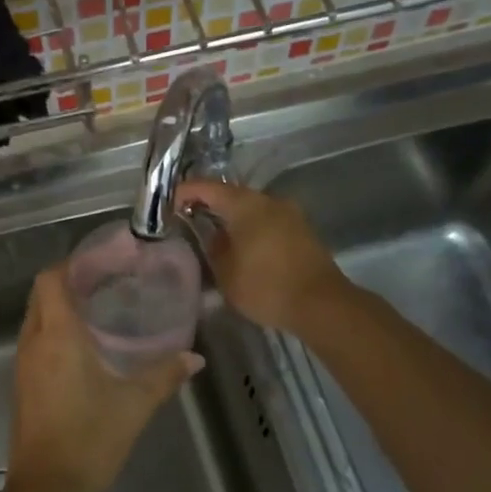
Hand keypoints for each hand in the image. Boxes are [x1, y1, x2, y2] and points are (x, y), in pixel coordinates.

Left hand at [7, 266, 199, 491]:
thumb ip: (164, 376)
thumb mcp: (134, 405)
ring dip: (60, 307)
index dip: (71, 264)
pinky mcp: (22, 385)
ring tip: (99, 308)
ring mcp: (23, 365)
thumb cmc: (89, 439)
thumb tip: (195, 359)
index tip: (101, 262)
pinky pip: (35, 342)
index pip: (51, 280)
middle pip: (41, 295)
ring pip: (36, 318)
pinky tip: (85, 347)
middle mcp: (33, 343)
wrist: (46, 490)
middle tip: (106, 282)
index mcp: (57, 336)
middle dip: (68, 282)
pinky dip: (54, 331)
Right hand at [173, 179, 346, 333]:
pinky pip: (267, 221)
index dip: (185, 192)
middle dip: (209, 204)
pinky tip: (242, 246)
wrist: (321, 304)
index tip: (169, 205)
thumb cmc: (266, 286)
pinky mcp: (301, 230)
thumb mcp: (226, 273)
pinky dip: (251, 228)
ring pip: (251, 208)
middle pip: (231, 194)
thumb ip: (214, 248)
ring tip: (214, 236)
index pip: (207, 187)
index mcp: (245, 205)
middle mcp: (268, 200)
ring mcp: (289, 213)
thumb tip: (213, 236)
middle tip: (189, 220)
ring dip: (232, 217)